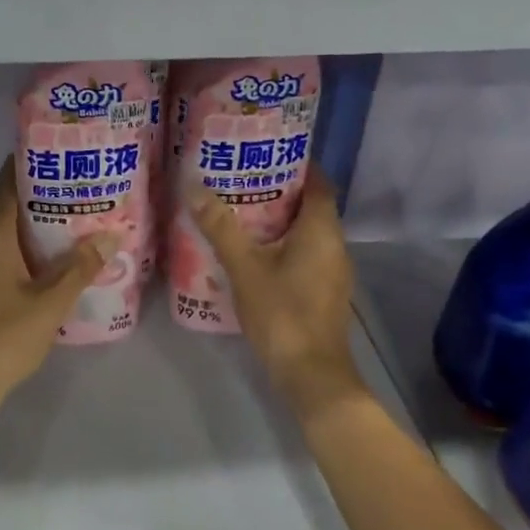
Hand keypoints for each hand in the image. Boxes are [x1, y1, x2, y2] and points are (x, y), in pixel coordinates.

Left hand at [0, 161, 114, 429]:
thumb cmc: (5, 336)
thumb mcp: (50, 302)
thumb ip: (80, 268)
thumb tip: (110, 236)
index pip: (7, 187)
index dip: (26, 165)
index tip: (54, 150)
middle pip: (8, 207)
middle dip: (39, 193)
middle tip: (77, 182)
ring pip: (8, 233)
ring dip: (36, 222)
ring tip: (75, 214)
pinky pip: (6, 254)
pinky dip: (29, 247)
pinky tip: (56, 257)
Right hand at [189, 173, 364, 417]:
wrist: (311, 375)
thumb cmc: (282, 313)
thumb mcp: (245, 267)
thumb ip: (221, 227)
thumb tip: (194, 187)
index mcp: (322, 230)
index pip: (318, 182)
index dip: (297, 165)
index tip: (265, 154)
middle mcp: (335, 245)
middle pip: (312, 205)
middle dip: (281, 190)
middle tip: (243, 179)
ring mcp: (333, 270)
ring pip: (309, 231)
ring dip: (281, 219)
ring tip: (242, 209)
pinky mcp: (325, 291)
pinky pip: (307, 253)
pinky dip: (285, 243)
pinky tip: (255, 250)